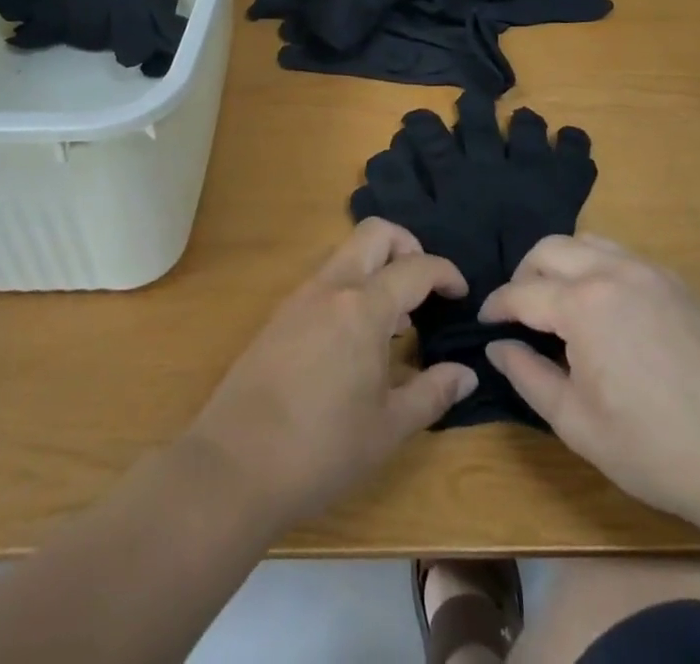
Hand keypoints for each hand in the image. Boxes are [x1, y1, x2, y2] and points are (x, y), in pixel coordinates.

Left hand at [183, 218, 477, 529]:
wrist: (234, 466)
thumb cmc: (321, 449)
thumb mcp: (388, 428)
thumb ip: (432, 393)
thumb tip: (466, 373)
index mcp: (364, 307)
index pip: (416, 266)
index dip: (446, 272)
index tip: (461, 292)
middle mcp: (332, 287)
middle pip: (375, 233)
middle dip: (408, 245)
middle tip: (425, 285)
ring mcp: (300, 297)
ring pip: (347, 254)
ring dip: (377, 267)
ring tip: (394, 320)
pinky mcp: (280, 316)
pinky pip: (326, 280)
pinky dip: (351, 288)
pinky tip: (355, 339)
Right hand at [480, 234, 699, 527]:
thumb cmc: (654, 449)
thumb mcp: (577, 425)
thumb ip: (528, 377)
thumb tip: (496, 346)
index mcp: (584, 305)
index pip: (523, 292)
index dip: (498, 306)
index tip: (485, 322)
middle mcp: (613, 272)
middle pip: (550, 249)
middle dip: (525, 274)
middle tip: (519, 310)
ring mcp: (650, 272)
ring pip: (587, 242)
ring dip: (561, 262)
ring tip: (558, 301)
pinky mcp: (677, 282)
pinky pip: (623, 256)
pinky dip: (598, 267)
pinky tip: (604, 306)